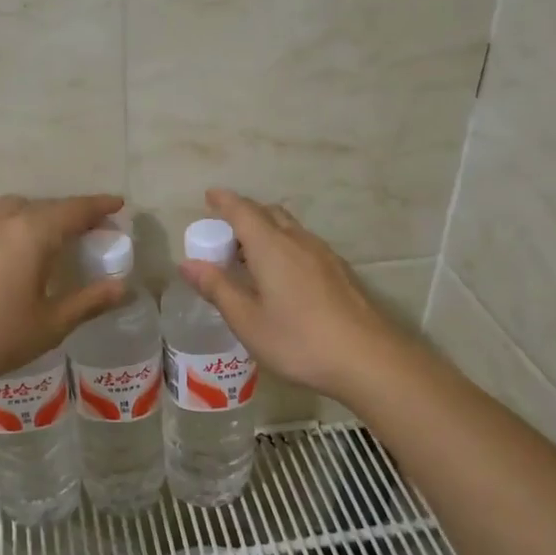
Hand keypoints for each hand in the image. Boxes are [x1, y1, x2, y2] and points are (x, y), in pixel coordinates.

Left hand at [0, 194, 126, 380]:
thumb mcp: (50, 325)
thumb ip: (88, 302)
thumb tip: (122, 287)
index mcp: (33, 234)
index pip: (74, 210)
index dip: (99, 206)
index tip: (118, 204)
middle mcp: (4, 221)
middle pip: (45, 206)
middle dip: (71, 212)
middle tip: (89, 228)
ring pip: (14, 209)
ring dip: (37, 214)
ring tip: (49, 234)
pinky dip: (9, 224)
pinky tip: (7, 247)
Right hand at [178, 188, 410, 401]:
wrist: (368, 359)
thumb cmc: (298, 340)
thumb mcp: (247, 320)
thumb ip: (217, 288)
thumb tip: (187, 263)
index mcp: (272, 247)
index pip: (243, 211)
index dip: (224, 201)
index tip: (209, 196)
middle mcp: (298, 241)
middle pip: (269, 214)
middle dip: (245, 215)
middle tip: (225, 233)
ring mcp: (324, 255)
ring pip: (289, 229)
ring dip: (266, 232)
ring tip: (249, 257)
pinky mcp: (339, 272)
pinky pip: (304, 245)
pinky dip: (284, 247)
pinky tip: (282, 277)